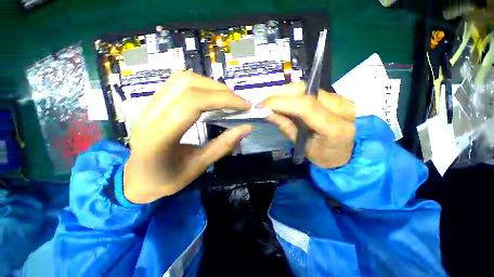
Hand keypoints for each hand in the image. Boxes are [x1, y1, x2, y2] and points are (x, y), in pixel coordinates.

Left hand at [124, 71, 251, 203]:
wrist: (135, 179)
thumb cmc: (166, 179)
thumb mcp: (198, 167)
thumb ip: (222, 146)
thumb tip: (246, 128)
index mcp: (159, 137)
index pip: (193, 103)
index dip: (223, 100)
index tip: (244, 106)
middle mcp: (150, 115)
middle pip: (187, 84)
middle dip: (220, 90)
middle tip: (239, 102)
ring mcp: (148, 106)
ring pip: (182, 79)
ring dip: (210, 85)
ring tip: (227, 98)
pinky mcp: (152, 103)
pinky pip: (178, 84)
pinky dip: (200, 86)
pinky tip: (211, 97)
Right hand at [262, 83, 355, 167]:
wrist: (351, 152)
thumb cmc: (326, 156)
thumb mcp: (304, 148)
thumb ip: (287, 128)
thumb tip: (269, 113)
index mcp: (335, 128)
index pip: (305, 106)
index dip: (281, 102)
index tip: (262, 106)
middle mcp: (342, 108)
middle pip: (305, 91)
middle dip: (280, 93)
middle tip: (263, 100)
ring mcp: (340, 99)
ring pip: (307, 87)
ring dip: (285, 91)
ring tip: (270, 99)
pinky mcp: (335, 96)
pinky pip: (309, 90)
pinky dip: (293, 93)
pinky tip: (283, 99)